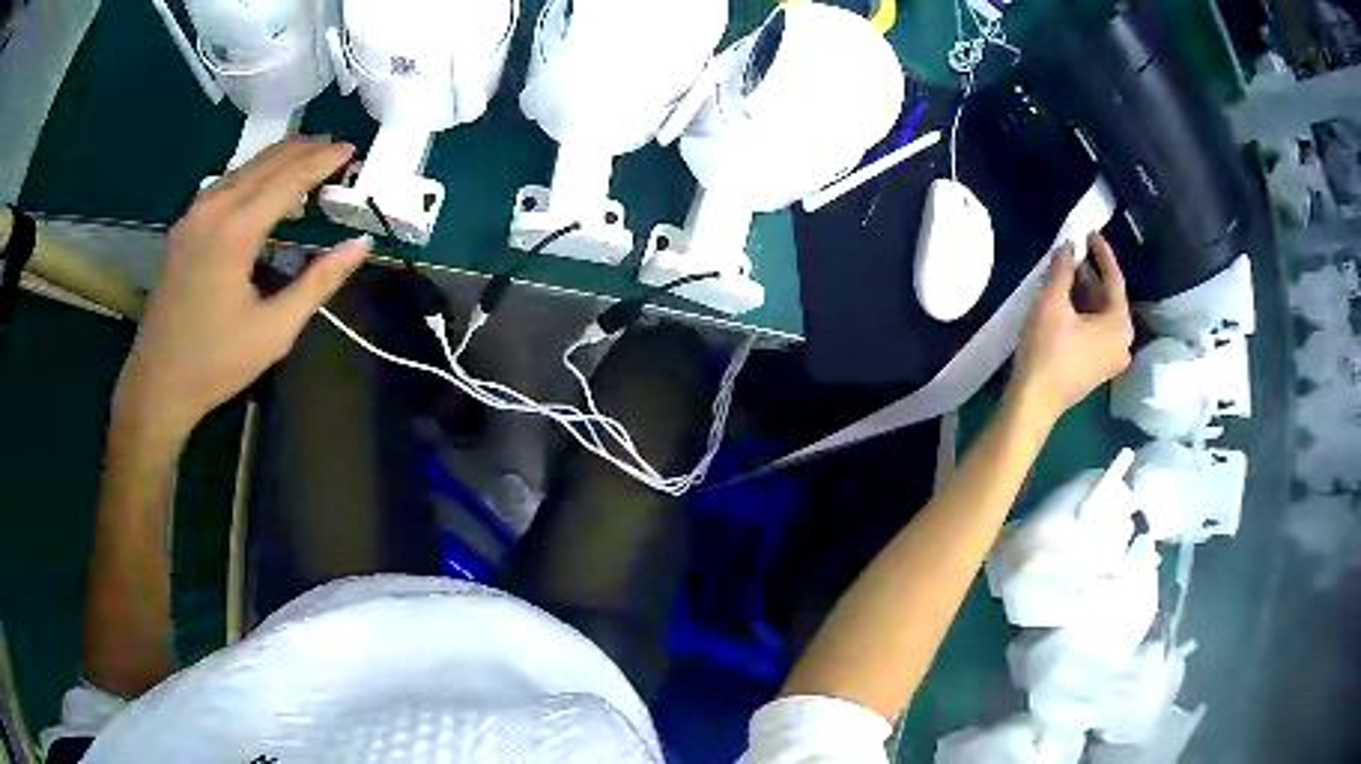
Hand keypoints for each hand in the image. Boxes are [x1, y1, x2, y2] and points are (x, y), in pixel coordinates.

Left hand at [114, 138, 370, 441]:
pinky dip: (253, 176)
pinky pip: (225, 184)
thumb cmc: (217, 362)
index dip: (323, 161)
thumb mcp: (275, 330)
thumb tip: (360, 245)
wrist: (158, 383)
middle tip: (336, 148)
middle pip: (266, 162)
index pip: (289, 179)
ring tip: (308, 159)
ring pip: (244, 168)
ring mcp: (194, 215)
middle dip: (304, 150)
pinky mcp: (184, 227)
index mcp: (235, 231)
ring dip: (279, 160)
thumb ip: (318, 282)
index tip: (351, 148)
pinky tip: (264, 187)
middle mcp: (213, 209)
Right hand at [1007, 233, 1133, 422]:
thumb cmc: (1047, 350)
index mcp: (1119, 324)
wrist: (1034, 401)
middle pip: (1110, 298)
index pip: (1115, 279)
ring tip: (1065, 275)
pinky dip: (1085, 314)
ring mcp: (1112, 359)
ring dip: (1086, 294)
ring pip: (1102, 316)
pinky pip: (1097, 332)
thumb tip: (1070, 246)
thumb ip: (1063, 268)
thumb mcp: (1052, 301)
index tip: (1090, 232)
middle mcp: (1123, 341)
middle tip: (1072, 254)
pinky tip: (1067, 304)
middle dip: (1091, 275)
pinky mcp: (1099, 369)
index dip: (1102, 253)